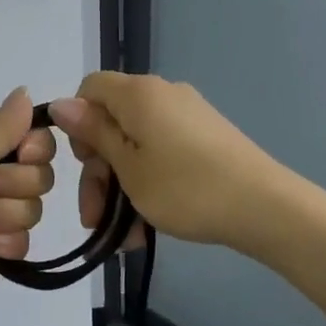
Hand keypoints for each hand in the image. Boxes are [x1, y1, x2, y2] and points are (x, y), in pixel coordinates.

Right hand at [47, 72, 287, 247]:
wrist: (265, 208)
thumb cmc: (185, 188)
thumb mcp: (129, 167)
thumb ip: (94, 134)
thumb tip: (60, 103)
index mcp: (139, 94)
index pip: (90, 88)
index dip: (78, 122)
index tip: (85, 163)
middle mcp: (162, 96)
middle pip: (112, 123)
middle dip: (98, 171)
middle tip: (95, 217)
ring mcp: (187, 117)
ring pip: (136, 147)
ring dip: (121, 188)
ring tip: (122, 237)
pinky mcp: (206, 139)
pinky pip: (162, 155)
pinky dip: (149, 185)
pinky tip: (145, 228)